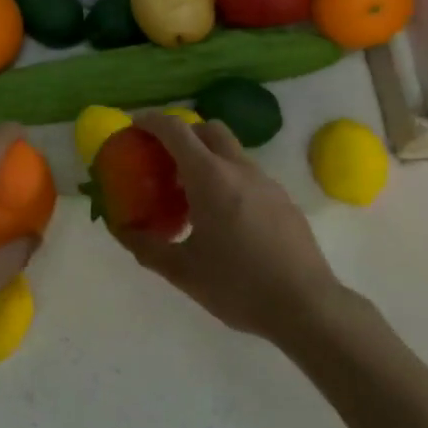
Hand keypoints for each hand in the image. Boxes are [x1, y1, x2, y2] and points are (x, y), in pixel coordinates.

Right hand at [111, 112, 342, 342]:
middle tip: (162, 158)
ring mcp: (266, 182)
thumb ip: (146, 246)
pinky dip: (227, 179)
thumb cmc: (238, 286)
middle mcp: (240, 169)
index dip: (151, 121)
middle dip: (183, 133)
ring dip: (206, 158)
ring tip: (190, 194)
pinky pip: (247, 175)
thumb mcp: (182, 271)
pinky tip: (223, 218)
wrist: (307, 306)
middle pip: (208, 130)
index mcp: (210, 178)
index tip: (134, 125)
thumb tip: (121, 230)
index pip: (176, 130)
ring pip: (231, 152)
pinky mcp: (283, 200)